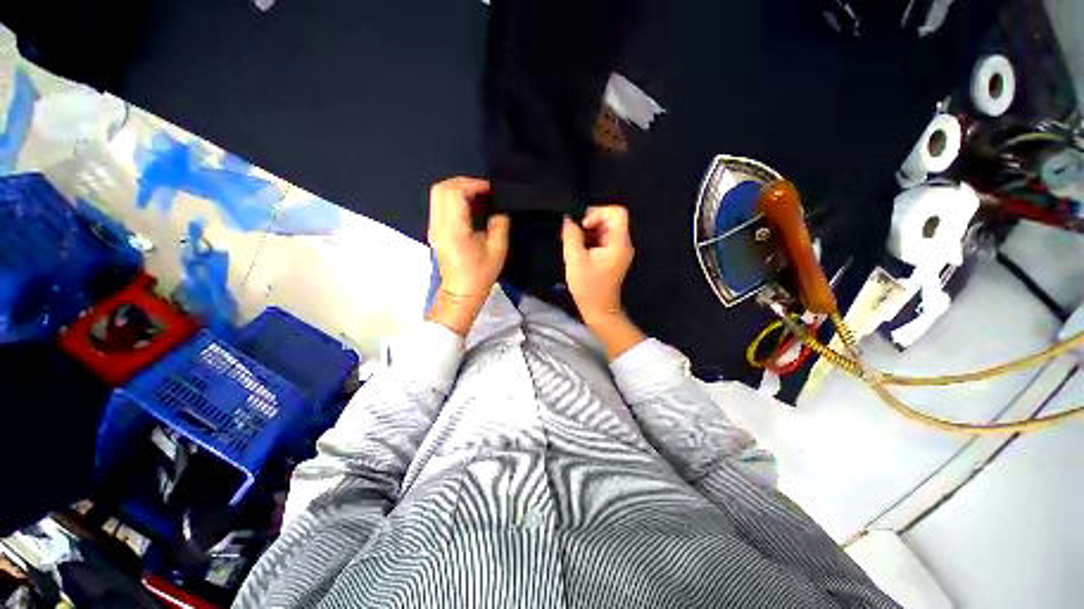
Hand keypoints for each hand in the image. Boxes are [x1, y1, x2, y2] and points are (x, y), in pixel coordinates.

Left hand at [427, 177, 508, 334]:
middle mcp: (438, 225)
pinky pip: (440, 205)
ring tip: (478, 196)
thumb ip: (499, 224)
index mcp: (453, 229)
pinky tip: (470, 206)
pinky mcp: (435, 230)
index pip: (454, 193)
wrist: (460, 293)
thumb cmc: (480, 274)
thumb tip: (499, 208)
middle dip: (463, 182)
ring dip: (458, 189)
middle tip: (483, 189)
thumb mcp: (497, 250)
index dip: (472, 184)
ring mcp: (433, 227)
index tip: (490, 189)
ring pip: (438, 194)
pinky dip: (454, 199)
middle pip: (441, 188)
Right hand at [561, 206, 633, 324]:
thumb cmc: (588, 287)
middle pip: (610, 219)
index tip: (583, 226)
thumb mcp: (575, 260)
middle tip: (574, 235)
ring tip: (575, 244)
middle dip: (590, 222)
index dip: (598, 212)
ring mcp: (619, 251)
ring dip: (588, 232)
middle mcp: (623, 244)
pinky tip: (579, 251)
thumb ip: (571, 236)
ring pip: (605, 229)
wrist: (599, 310)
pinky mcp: (613, 257)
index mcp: (619, 243)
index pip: (617, 212)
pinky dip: (590, 240)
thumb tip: (568, 218)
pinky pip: (603, 239)